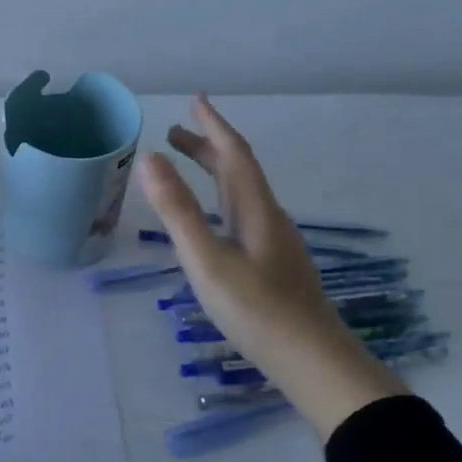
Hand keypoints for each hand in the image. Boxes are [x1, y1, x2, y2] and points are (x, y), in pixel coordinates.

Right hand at [135, 94, 404, 439]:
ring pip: (240, 194)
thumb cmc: (256, 309)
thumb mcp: (207, 258)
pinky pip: (241, 214)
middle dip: (207, 146)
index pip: (233, 154)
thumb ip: (177, 210)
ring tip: (185, 167)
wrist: (312, 361)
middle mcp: (267, 218)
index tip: (196, 100)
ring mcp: (273, 242)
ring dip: (213, 172)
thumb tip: (150, 159)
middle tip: (174, 132)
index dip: (213, 126)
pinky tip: (212, 220)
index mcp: (255, 209)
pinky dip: (219, 199)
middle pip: (237, 171)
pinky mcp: (272, 265)